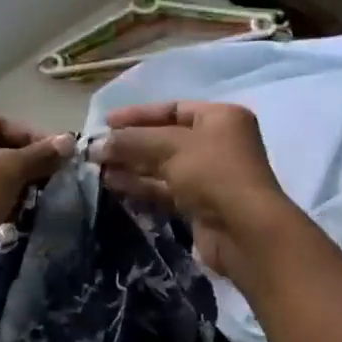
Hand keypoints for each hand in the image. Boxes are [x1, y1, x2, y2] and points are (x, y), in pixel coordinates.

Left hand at [0, 117, 74, 289]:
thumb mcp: (8, 170)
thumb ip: (40, 155)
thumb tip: (69, 141)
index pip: (4, 125)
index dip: (35, 138)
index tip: (62, 157)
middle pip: (1, 151)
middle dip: (30, 165)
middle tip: (57, 179)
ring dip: (21, 187)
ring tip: (44, 199)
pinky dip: (7, 205)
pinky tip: (24, 216)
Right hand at [90, 102, 300, 280]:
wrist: (245, 232)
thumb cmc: (213, 174)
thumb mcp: (170, 147)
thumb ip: (132, 141)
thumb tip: (97, 145)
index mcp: (220, 118)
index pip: (172, 109)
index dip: (138, 115)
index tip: (106, 123)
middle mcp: (217, 143)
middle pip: (165, 138)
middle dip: (131, 143)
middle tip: (96, 149)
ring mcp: (209, 176)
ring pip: (162, 166)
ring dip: (131, 165)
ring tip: (97, 168)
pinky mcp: (200, 204)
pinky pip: (165, 189)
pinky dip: (141, 185)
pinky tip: (113, 185)